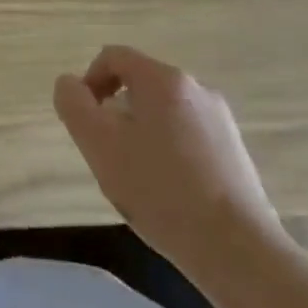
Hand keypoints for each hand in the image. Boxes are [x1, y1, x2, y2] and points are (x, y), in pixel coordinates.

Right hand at [53, 47, 289, 284]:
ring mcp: (221, 121)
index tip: (85, 120)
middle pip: (139, 84)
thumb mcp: (98, 143)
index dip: (88, 81)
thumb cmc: (159, 189)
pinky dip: (167, 150)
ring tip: (136, 175)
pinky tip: (167, 190)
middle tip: (106, 152)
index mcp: (163, 80)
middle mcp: (197, 89)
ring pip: (162, 112)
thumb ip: (73, 103)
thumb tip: (70, 83)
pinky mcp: (235, 152)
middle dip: (114, 111)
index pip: (113, 57)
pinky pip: (187, 135)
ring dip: (139, 132)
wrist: (237, 250)